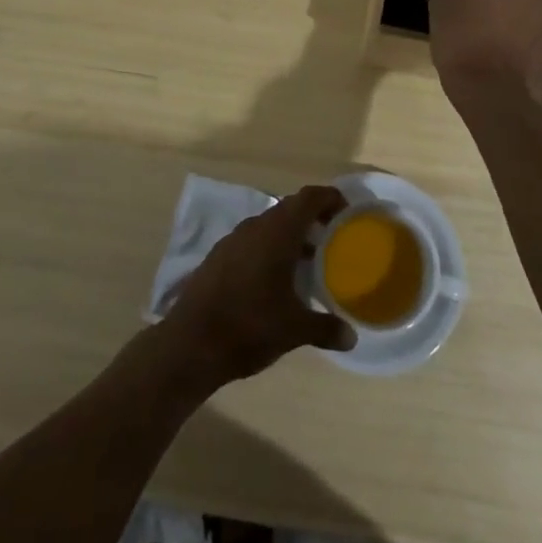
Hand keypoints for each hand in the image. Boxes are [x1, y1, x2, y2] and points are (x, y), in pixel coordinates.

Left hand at [160, 185, 356, 389]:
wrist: (190, 343)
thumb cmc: (249, 326)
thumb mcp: (294, 330)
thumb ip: (325, 328)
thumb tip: (351, 337)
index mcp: (278, 232)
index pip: (309, 198)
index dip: (330, 198)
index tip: (347, 211)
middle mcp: (255, 227)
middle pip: (289, 209)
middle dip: (312, 218)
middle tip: (332, 237)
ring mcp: (233, 240)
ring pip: (269, 226)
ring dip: (290, 236)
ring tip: (308, 261)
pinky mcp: (218, 257)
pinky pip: (252, 241)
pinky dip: (269, 249)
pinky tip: (275, 279)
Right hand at [428, 0, 541, 105]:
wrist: (493, 89)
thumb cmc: (459, 40)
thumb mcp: (438, 7)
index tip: (458, 1)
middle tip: (475, 19)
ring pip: (524, 4)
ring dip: (512, 14)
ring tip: (493, 40)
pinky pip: (537, 29)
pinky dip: (526, 36)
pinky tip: (510, 55)